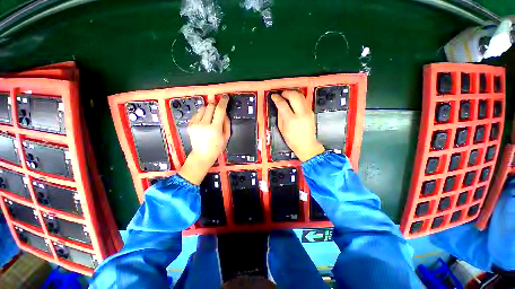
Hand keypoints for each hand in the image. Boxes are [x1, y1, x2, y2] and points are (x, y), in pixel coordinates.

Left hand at [179, 96, 230, 184]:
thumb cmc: (217, 147)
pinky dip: (202, 113)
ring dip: (209, 109)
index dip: (223, 102)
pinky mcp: (190, 125)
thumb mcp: (226, 136)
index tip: (225, 97)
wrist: (202, 154)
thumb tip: (224, 112)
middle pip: (210, 106)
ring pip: (202, 108)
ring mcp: (195, 124)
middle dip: (216, 104)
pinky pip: (197, 113)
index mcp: (215, 128)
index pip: (220, 110)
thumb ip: (226, 123)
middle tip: (219, 108)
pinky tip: (205, 120)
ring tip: (211, 116)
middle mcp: (204, 124)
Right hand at [271, 90, 324, 161]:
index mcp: (291, 120)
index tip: (274, 96)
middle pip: (294, 96)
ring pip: (301, 95)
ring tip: (287, 95)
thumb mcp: (282, 129)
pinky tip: (294, 100)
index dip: (277, 98)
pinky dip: (298, 97)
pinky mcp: (311, 112)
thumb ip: (280, 116)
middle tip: (281, 94)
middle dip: (286, 92)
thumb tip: (279, 106)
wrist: (307, 145)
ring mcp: (307, 112)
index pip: (282, 104)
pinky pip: (304, 100)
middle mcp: (301, 114)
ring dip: (293, 93)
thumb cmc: (293, 140)